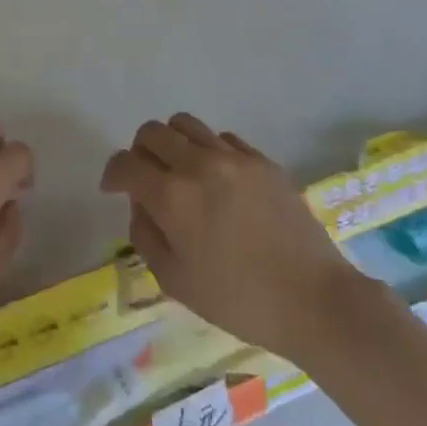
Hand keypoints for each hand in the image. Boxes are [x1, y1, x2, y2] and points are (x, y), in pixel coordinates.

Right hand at [102, 113, 352, 361]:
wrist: (314, 299)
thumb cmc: (238, 300)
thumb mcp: (175, 280)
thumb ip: (145, 235)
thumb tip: (141, 204)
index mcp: (172, 195)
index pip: (125, 163)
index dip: (112, 174)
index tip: (113, 188)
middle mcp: (198, 164)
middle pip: (152, 132)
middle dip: (139, 152)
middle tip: (145, 178)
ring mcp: (234, 157)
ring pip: (186, 124)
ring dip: (172, 143)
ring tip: (180, 171)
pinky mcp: (263, 161)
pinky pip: (222, 138)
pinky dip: (208, 150)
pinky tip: (217, 180)